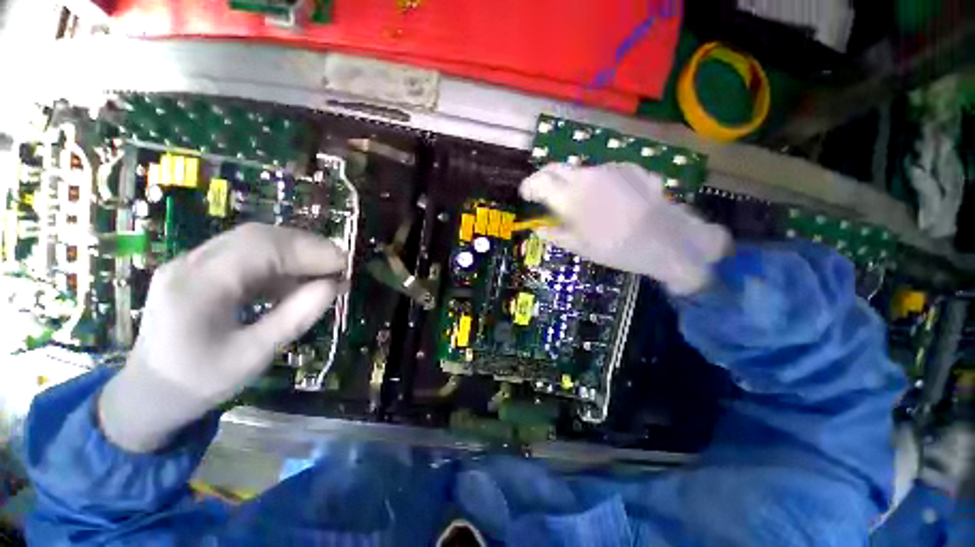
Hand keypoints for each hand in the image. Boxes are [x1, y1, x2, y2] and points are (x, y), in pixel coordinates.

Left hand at [99, 224, 346, 451]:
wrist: (149, 393)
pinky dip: (280, 262)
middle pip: (258, 236)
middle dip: (306, 246)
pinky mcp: (200, 269)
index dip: (310, 251)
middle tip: (339, 264)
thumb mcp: (254, 355)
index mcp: (198, 287)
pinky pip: (247, 254)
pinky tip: (296, 279)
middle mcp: (191, 263)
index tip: (345, 264)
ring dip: (295, 251)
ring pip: (254, 240)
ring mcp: (192, 263)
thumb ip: (296, 317)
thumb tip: (335, 286)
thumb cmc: (200, 381)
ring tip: (324, 270)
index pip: (262, 249)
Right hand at [520, 163, 730, 294]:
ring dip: (570, 182)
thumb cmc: (617, 248)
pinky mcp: (628, 168)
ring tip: (578, 202)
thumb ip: (554, 233)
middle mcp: (586, 176)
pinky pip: (602, 172)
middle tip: (542, 193)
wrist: (669, 239)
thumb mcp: (580, 247)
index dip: (528, 187)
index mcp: (569, 197)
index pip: (539, 181)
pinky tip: (606, 200)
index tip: (525, 195)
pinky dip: (594, 183)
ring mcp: (609, 169)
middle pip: (556, 168)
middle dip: (544, 178)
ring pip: (579, 171)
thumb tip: (537, 227)